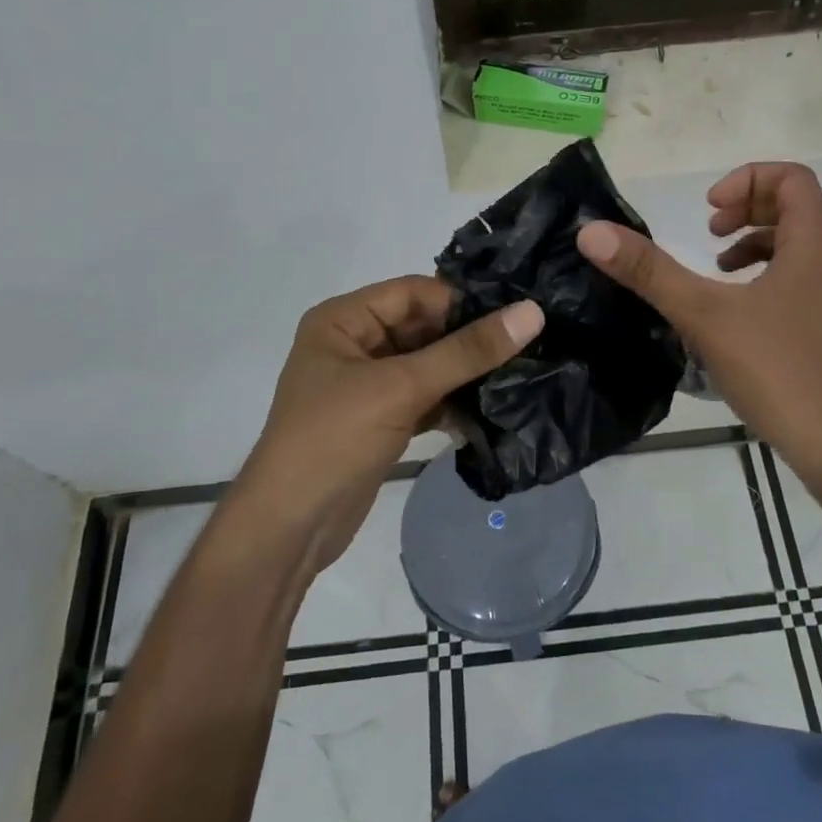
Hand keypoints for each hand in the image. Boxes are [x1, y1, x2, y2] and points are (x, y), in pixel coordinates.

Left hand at [228, 278, 542, 575]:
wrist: (289, 529)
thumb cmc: (334, 439)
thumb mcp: (401, 388)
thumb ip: (466, 351)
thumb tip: (532, 312)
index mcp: (343, 320)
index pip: (414, 292)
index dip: (461, 301)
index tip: (514, 315)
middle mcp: (353, 344)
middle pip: (422, 327)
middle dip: (468, 339)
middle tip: (528, 344)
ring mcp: (366, 384)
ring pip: (427, 364)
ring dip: (464, 372)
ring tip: (519, 375)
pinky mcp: (380, 419)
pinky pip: (424, 397)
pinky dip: (452, 402)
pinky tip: (491, 411)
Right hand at [576, 162, 821, 477]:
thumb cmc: (775, 369)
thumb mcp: (703, 314)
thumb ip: (649, 271)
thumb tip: (592, 233)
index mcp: (814, 246)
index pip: (792, 179)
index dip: (747, 179)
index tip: (709, 212)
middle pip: (795, 207)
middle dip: (747, 209)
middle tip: (709, 232)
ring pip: (798, 246)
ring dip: (753, 243)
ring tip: (716, 269)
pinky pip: (799, 279)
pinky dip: (764, 277)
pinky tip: (734, 312)